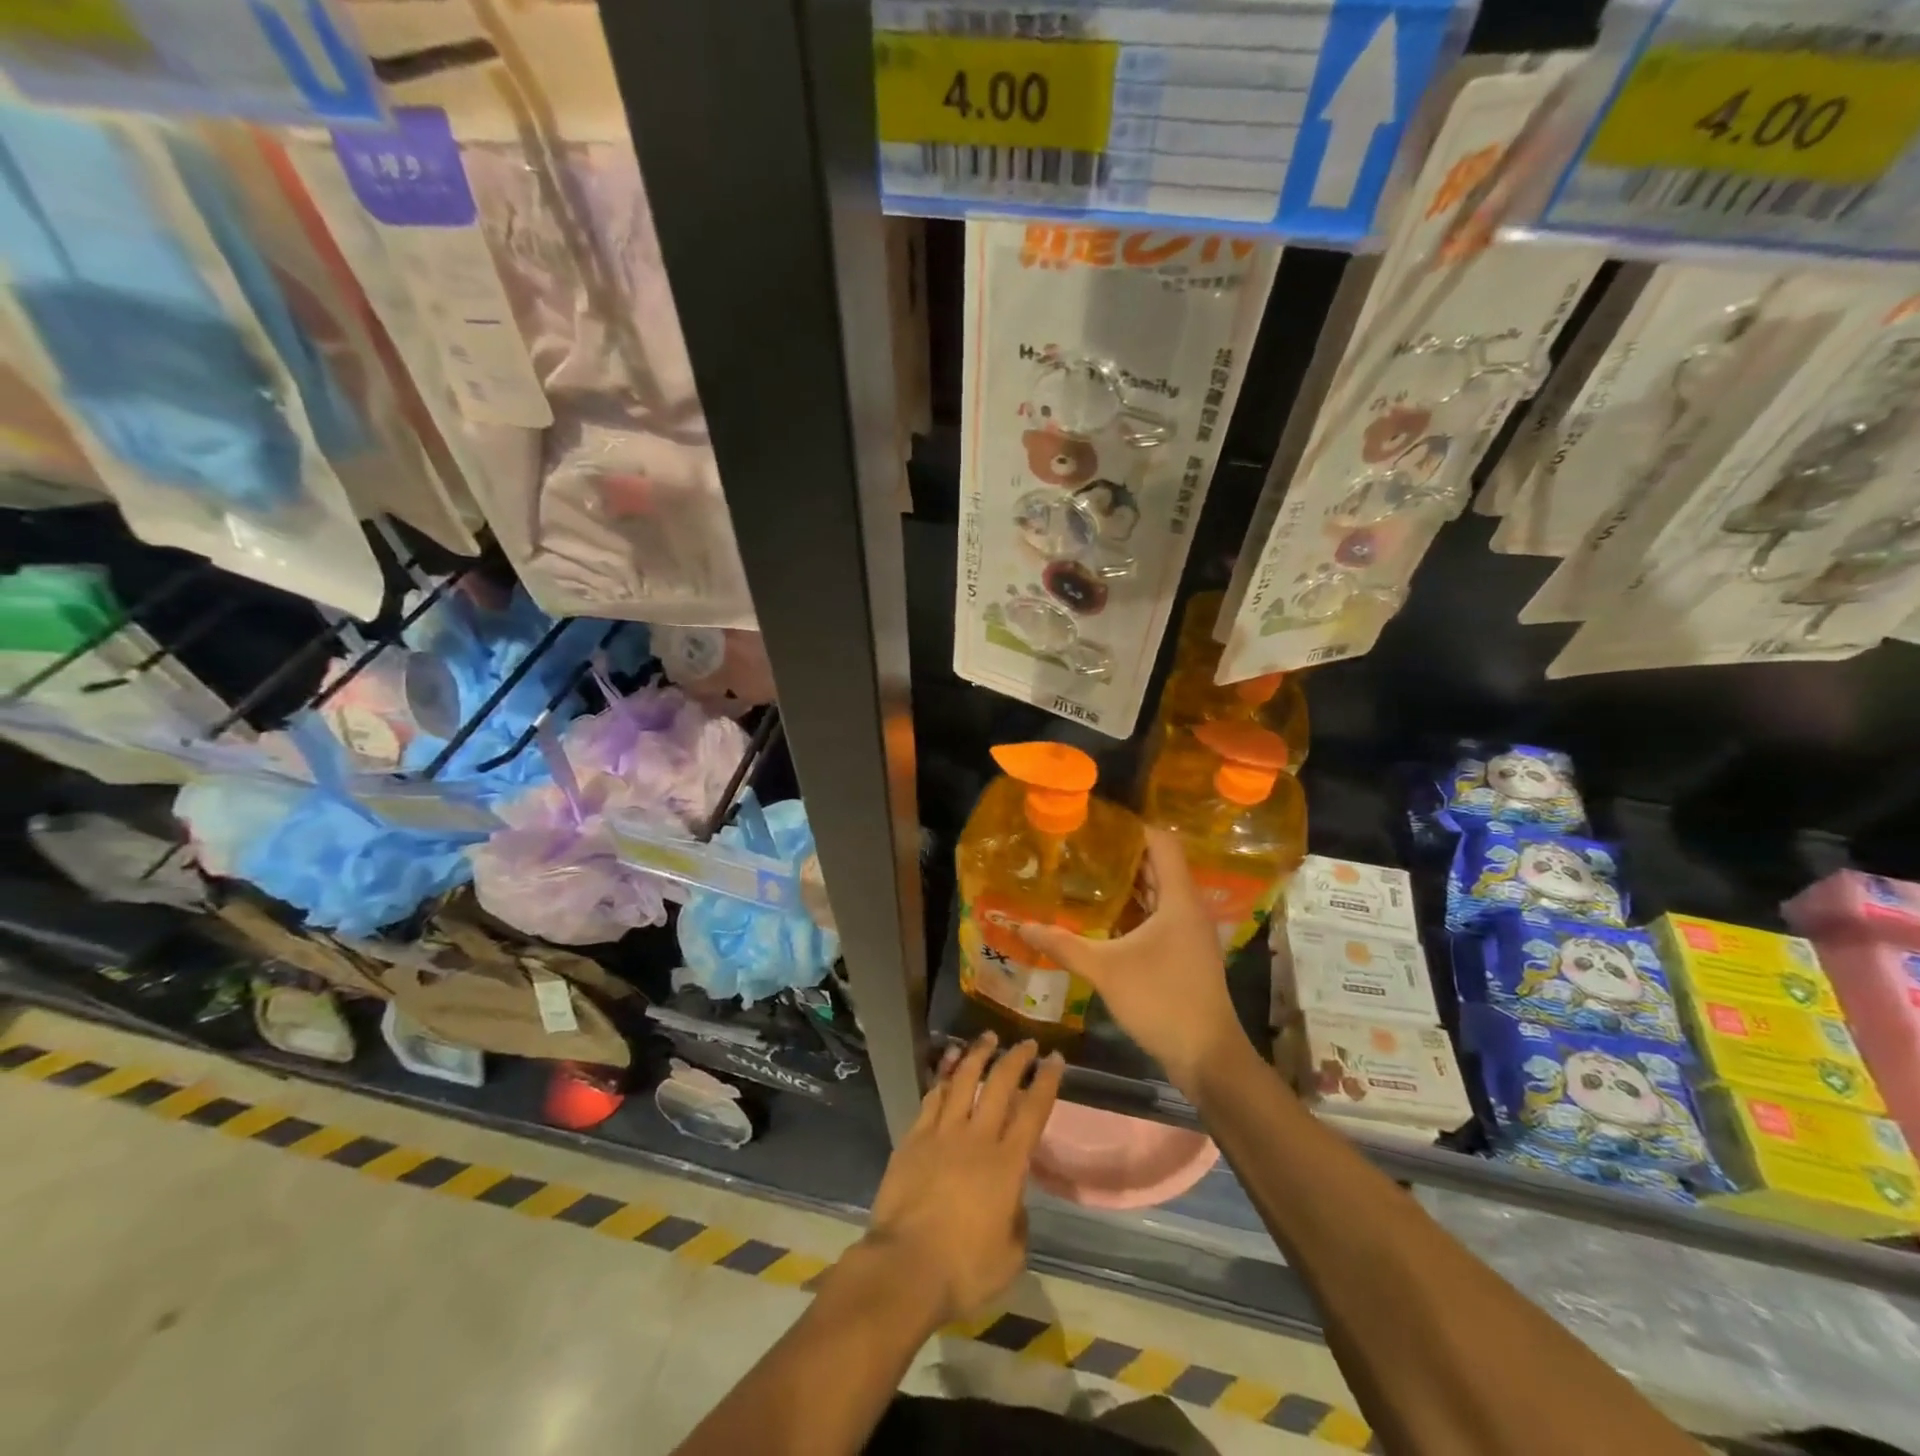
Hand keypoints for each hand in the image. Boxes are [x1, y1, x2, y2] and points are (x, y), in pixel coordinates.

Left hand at [861, 1034, 1061, 1328]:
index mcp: (1007, 1165)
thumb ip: (1017, 1221)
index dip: (1046, 1082)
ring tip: (987, 1038)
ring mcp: (942, 1134)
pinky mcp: (914, 1138)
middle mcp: (977, 1138)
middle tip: (1026, 1043)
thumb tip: (1012, 1201)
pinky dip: (944, 1075)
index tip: (1055, 1059)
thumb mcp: (1010, 1257)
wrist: (905, 1267)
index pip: (1033, 1111)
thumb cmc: (964, 1270)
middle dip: (1016, 1058)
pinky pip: (932, 1097)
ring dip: (978, 1055)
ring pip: (963, 1081)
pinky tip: (950, 1063)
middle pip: (999, 1085)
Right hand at [1020, 827, 1249, 1091]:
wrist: (1207, 1056)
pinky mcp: (1183, 951)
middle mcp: (1187, 907)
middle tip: (1080, 847)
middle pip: (1157, 864)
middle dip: (1121, 854)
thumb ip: (1063, 945)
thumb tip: (1021, 926)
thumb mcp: (1105, 970)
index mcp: (1178, 898)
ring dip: (1126, 883)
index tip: (1095, 823)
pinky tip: (1101, 915)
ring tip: (1084, 874)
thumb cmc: (1161, 1000)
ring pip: (1157, 892)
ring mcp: (1188, 931)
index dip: (1131, 827)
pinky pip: (1157, 915)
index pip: (1161, 842)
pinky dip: (1132, 908)